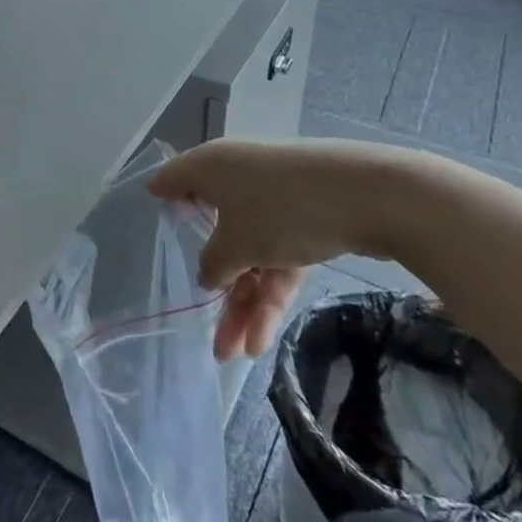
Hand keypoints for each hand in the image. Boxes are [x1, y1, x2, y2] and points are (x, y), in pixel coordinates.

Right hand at [148, 137, 419, 358]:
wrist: (369, 195)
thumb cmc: (280, 210)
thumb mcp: (236, 245)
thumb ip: (213, 263)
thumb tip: (209, 274)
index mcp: (209, 167)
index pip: (172, 180)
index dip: (161, 203)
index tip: (152, 230)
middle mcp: (236, 177)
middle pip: (215, 232)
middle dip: (216, 288)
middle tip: (209, 334)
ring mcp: (274, 198)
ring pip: (250, 252)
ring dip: (246, 303)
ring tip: (238, 353)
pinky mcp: (307, 216)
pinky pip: (279, 256)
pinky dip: (273, 292)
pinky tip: (266, 338)